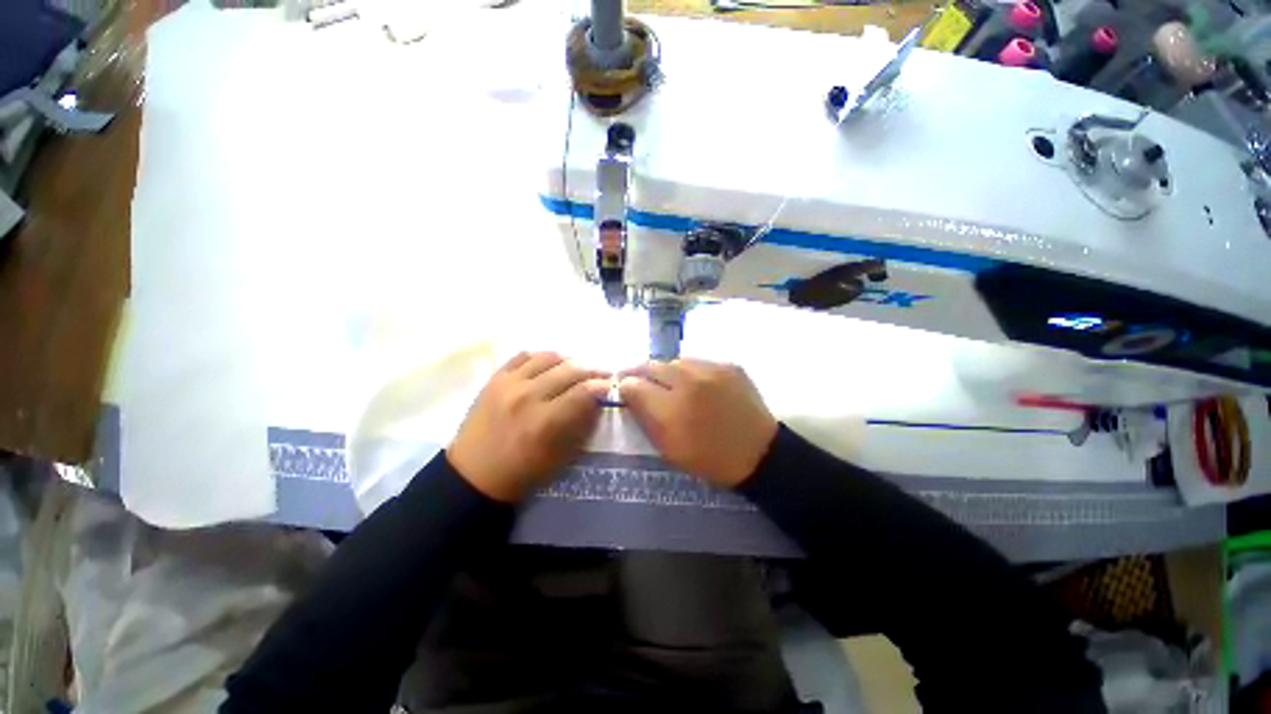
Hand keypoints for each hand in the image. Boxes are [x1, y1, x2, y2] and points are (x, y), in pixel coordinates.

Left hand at [448, 352, 609, 502]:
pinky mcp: (495, 378)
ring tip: (576, 367)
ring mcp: (508, 384)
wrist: (474, 475)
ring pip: (548, 357)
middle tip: (600, 373)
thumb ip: (582, 424)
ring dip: (569, 360)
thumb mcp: (561, 456)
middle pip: (570, 369)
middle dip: (592, 370)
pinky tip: (549, 364)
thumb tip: (597, 400)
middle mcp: (528, 396)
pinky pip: (524, 355)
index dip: (602, 386)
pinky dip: (542, 356)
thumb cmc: (522, 473)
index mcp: (545, 422)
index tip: (611, 385)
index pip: (583, 392)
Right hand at [619, 359, 777, 488]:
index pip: (633, 385)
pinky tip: (697, 385)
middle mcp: (688, 383)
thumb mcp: (669, 449)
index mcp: (671, 410)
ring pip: (675, 361)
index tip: (625, 389)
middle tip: (640, 381)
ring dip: (667, 371)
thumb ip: (645, 418)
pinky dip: (691, 371)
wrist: (759, 454)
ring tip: (670, 383)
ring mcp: (712, 370)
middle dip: (641, 373)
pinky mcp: (729, 365)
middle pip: (651, 365)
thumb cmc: (709, 458)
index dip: (625, 386)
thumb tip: (629, 392)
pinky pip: (699, 362)